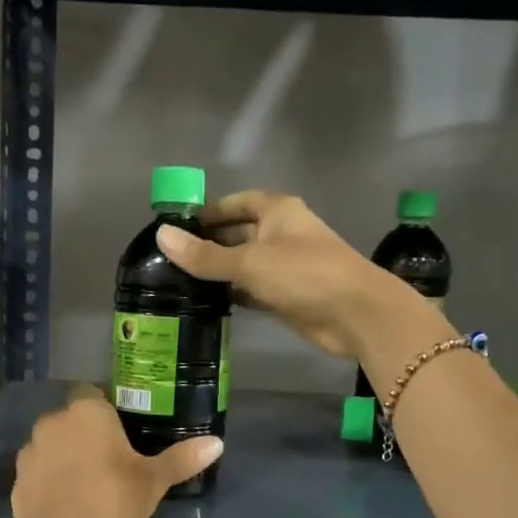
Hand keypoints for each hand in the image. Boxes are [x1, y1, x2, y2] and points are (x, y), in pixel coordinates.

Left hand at [11, 387, 221, 517]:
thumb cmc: (113, 498)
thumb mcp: (153, 480)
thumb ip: (182, 458)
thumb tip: (218, 443)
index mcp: (86, 411)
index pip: (93, 393)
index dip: (105, 410)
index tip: (120, 431)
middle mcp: (53, 422)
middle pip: (70, 419)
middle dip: (84, 433)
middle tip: (108, 460)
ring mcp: (29, 451)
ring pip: (51, 445)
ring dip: (64, 456)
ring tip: (85, 484)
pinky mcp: (16, 481)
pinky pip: (37, 473)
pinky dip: (48, 482)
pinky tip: (65, 504)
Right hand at [157, 190, 409, 359]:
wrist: (355, 313)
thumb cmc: (303, 273)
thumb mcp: (248, 261)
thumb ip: (204, 254)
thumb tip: (162, 235)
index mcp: (276, 210)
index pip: (233, 204)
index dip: (206, 213)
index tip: (174, 228)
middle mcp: (280, 233)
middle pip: (236, 234)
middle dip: (207, 245)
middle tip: (168, 261)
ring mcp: (284, 266)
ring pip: (243, 265)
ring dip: (217, 273)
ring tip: (177, 284)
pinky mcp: (286, 296)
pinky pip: (251, 290)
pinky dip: (232, 294)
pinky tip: (205, 303)